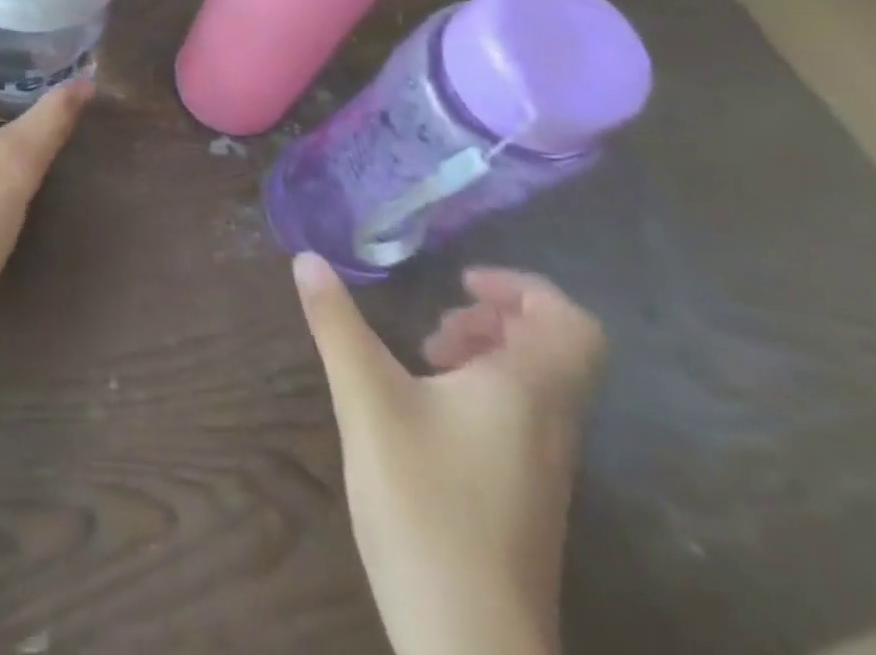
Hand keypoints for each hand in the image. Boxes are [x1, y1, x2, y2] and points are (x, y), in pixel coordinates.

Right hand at [294, 256, 606, 654]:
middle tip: (439, 324)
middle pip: (554, 351)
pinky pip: (523, 421)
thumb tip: (306, 258)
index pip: (569, 322)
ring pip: (537, 386)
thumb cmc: (425, 504)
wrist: (469, 644)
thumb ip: (337, 325)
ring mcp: (547, 469)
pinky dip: (483, 395)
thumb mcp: (366, 401)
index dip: (523, 288)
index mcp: (529, 391)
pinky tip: (428, 413)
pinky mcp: (528, 500)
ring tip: (427, 360)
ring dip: (487, 356)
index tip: (461, 283)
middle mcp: (552, 425)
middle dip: (495, 319)